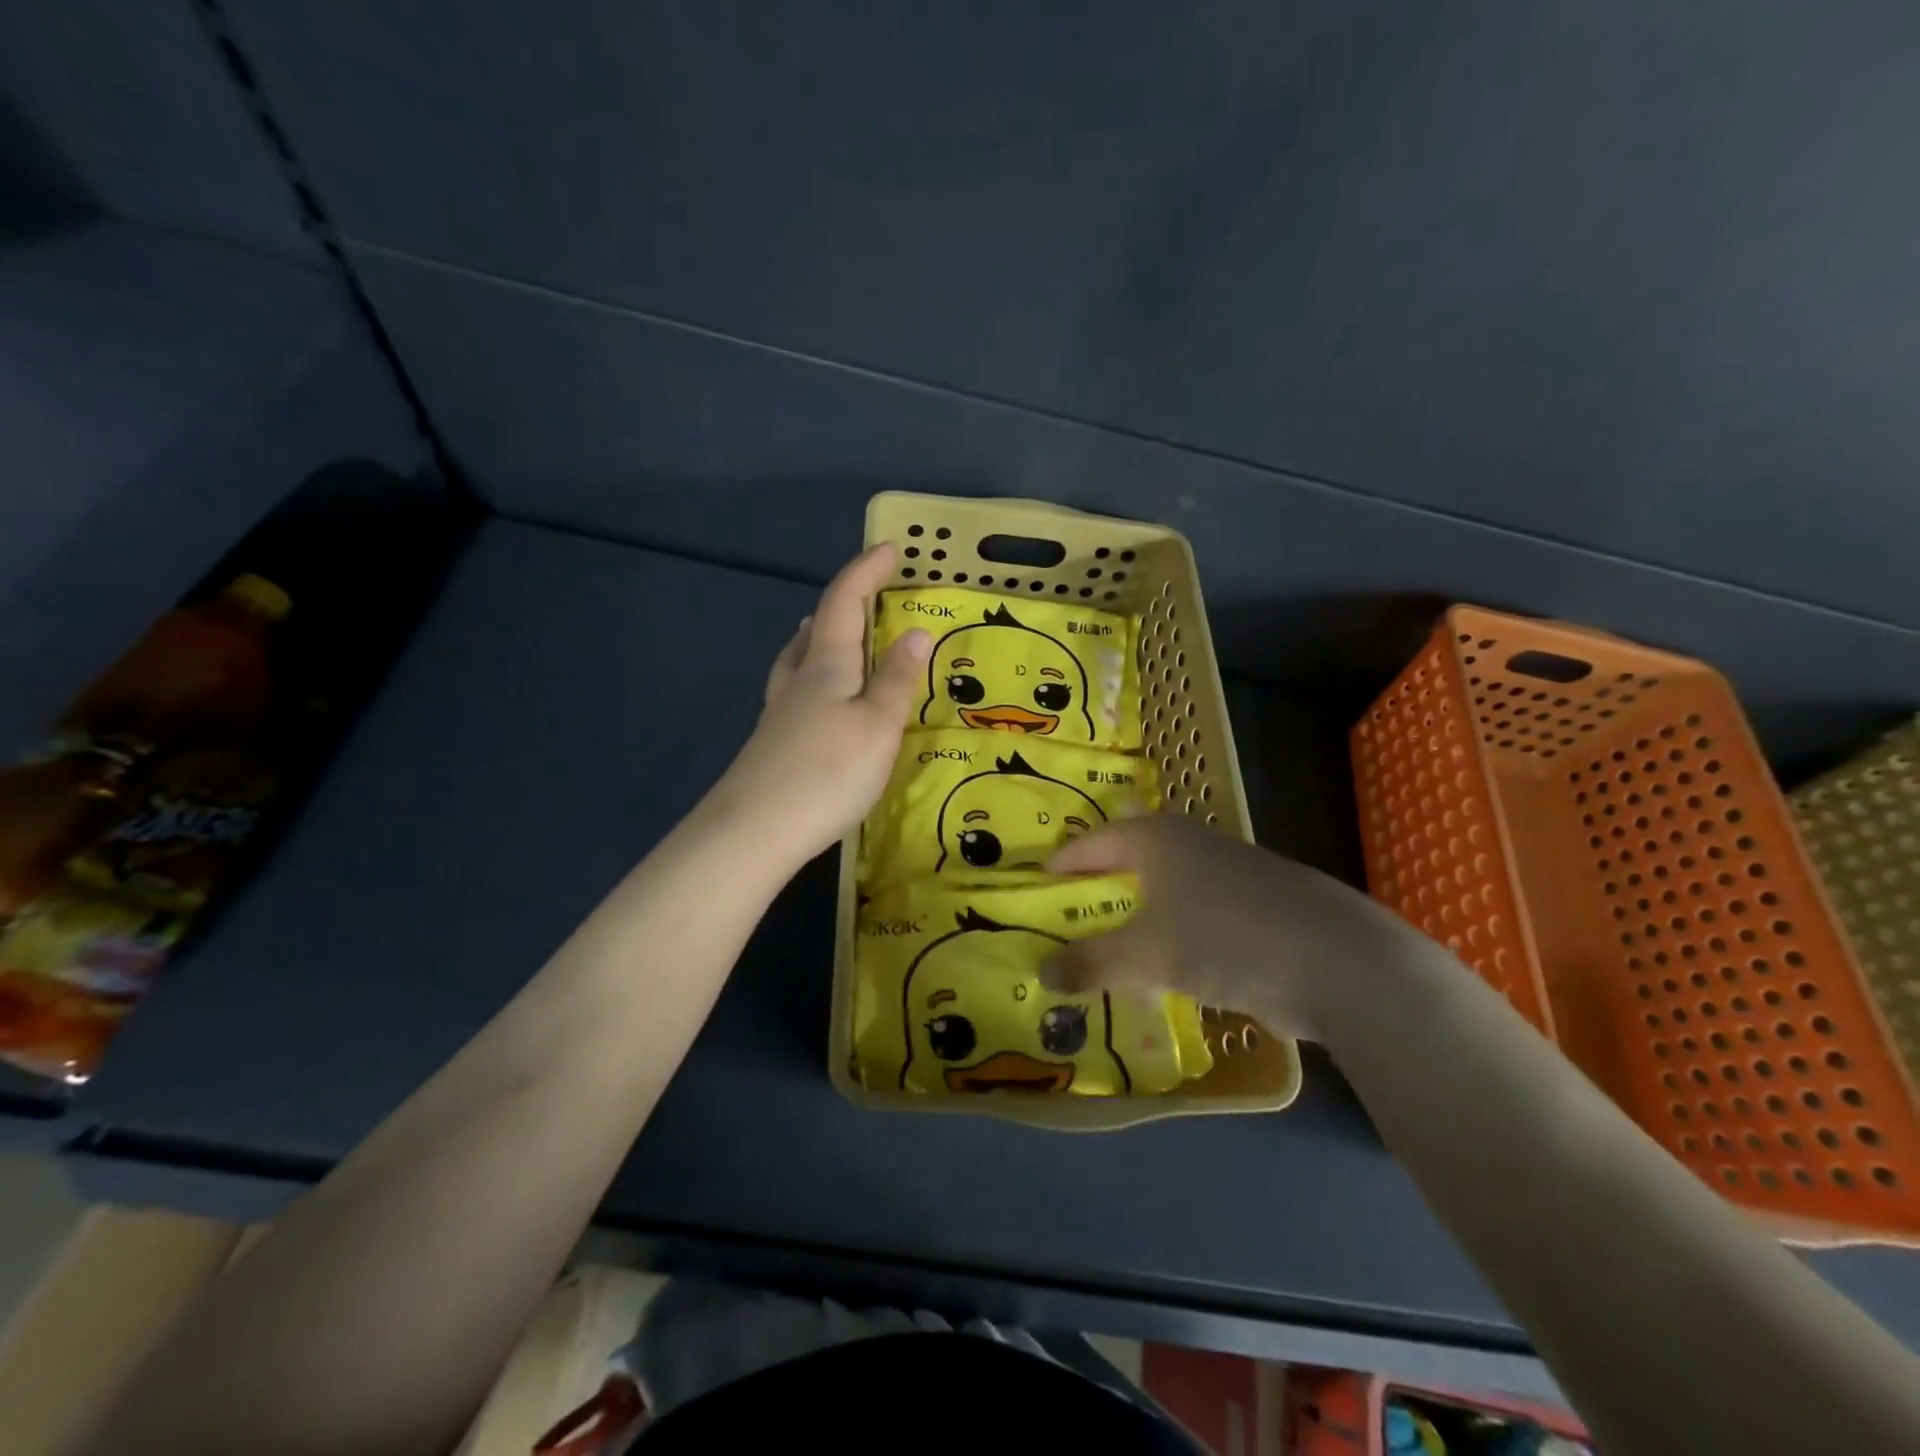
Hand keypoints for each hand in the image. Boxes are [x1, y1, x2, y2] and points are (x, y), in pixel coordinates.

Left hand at [709, 544, 931, 867]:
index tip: (889, 548)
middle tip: (867, 594)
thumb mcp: (878, 724)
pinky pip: (797, 689)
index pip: (844, 602)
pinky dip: (813, 675)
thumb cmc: (827, 771)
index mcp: (826, 664)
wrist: (754, 830)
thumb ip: (897, 680)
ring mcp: (780, 712)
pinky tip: (818, 697)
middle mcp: (798, 679)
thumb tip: (917, 632)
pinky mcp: (774, 743)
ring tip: (831, 633)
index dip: (865, 572)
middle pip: (817, 627)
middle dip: (843, 603)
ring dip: (820, 637)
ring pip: (799, 659)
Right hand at [1040, 815, 1419, 1038]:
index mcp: (1156, 838)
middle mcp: (1192, 844)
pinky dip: (1177, 937)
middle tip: (1070, 914)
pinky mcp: (1261, 907)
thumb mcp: (1145, 954)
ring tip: (1115, 949)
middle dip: (1101, 888)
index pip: (1093, 842)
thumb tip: (1042, 975)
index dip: (1063, 863)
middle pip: (1131, 860)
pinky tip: (1172, 972)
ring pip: (1168, 891)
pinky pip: (1200, 917)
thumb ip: (1090, 963)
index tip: (1038, 884)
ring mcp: (1232, 873)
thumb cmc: (1223, 938)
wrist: (1340, 962)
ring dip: (1140, 918)